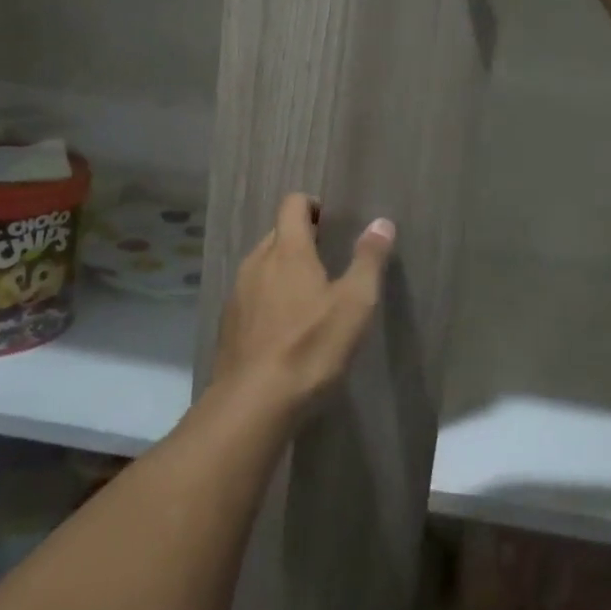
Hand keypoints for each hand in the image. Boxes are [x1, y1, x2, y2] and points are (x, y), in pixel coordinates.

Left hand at [212, 193, 395, 415]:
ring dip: (284, 271)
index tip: (332, 224)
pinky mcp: (228, 324)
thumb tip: (381, 223)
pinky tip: (286, 329)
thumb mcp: (355, 303)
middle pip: (277, 234)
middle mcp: (256, 263)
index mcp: (287, 250)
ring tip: (310, 297)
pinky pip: (252, 295)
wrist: (253, 405)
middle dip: (302, 240)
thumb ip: (368, 259)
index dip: (312, 205)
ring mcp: (238, 294)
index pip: (292, 204)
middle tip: (330, 262)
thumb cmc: (311, 347)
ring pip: (262, 266)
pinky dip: (269, 299)